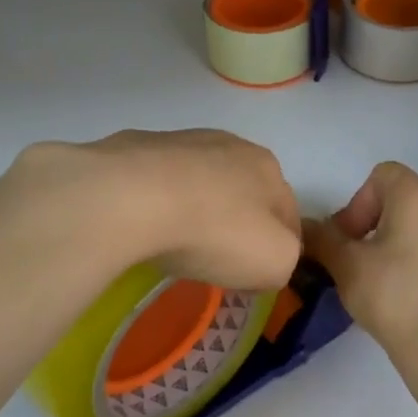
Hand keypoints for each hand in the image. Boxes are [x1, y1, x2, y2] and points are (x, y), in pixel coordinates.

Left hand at [0, 130, 301, 291]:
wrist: (131, 198)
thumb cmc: (215, 231)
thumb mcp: (275, 262)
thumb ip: (286, 260)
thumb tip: (269, 258)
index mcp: (269, 168)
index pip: (287, 213)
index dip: (279, 247)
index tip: (260, 275)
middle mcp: (230, 144)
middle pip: (243, 192)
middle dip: (236, 223)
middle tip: (219, 260)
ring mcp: (180, 141)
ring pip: (199, 183)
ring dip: (196, 209)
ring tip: (175, 244)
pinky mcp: (134, 148)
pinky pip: (155, 183)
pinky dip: (155, 203)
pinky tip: (142, 226)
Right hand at [302, 162, 417, 359]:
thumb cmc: (391, 294)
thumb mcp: (346, 264)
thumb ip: (322, 238)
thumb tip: (304, 227)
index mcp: (416, 196)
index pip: (380, 175)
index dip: (357, 202)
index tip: (349, 237)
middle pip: (397, 195)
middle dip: (369, 219)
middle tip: (354, 254)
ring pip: (413, 219)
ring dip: (387, 236)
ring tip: (372, 271)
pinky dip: (409, 252)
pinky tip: (397, 285)